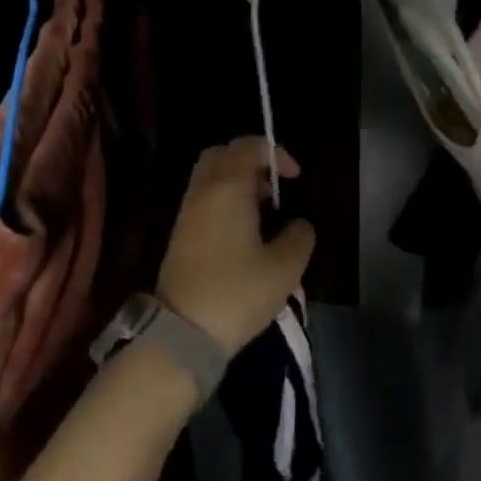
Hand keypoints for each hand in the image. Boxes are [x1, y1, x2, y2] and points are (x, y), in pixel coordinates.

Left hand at [158, 139, 315, 354]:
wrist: (182, 333)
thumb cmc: (237, 292)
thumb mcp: (285, 268)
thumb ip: (299, 236)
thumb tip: (298, 225)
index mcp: (227, 187)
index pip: (248, 146)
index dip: (276, 154)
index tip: (295, 179)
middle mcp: (203, 191)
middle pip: (223, 155)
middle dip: (251, 162)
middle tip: (274, 188)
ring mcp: (187, 213)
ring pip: (211, 178)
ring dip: (238, 184)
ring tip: (264, 213)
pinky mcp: (180, 235)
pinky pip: (205, 200)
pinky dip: (226, 203)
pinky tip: (245, 233)